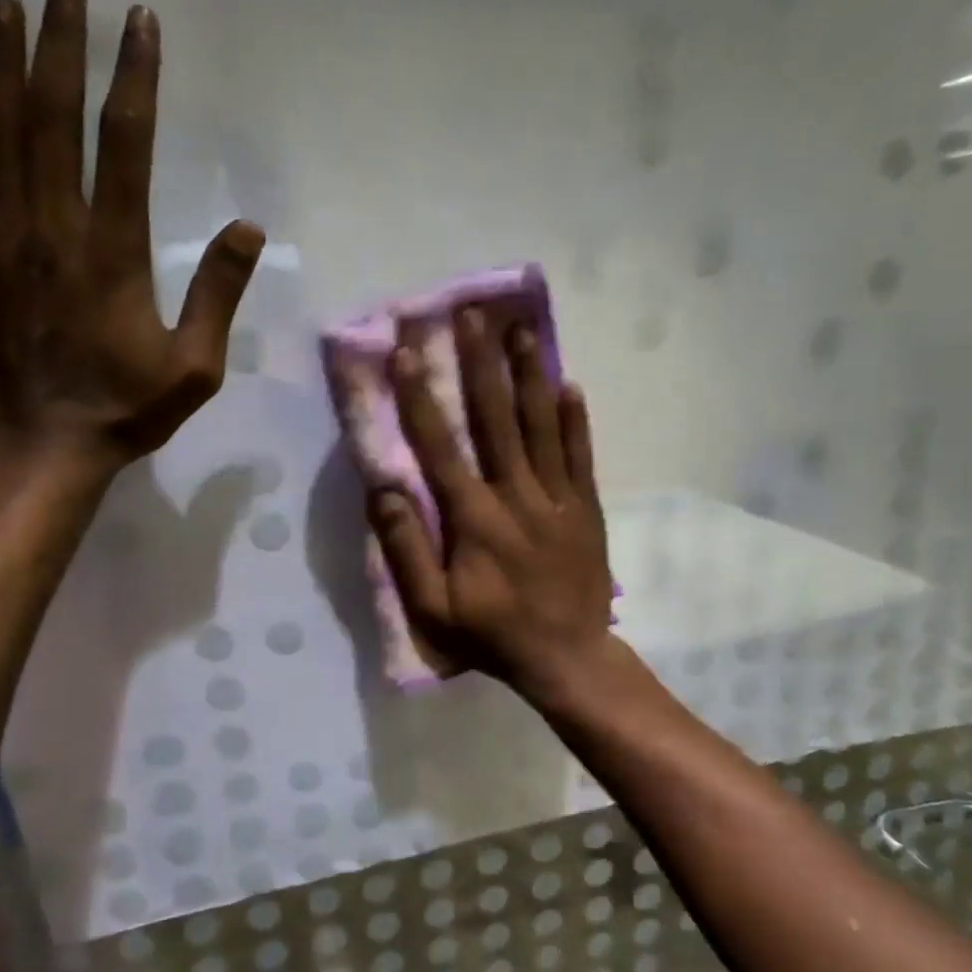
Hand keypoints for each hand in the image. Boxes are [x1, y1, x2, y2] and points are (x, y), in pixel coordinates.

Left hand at [0, 0, 263, 468]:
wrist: (41, 447)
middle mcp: (52, 230)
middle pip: (52, 117)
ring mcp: (0, 241)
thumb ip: (218, 295)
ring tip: (4, 6)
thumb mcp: (194, 367)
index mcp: (114, 255)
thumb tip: (248, 230)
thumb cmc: (126, 411)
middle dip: (60, 44)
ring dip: (1, 63)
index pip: (125, 144)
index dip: (133, 76)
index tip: (139, 24)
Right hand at [372, 310, 615, 700]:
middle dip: (480, 365)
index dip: (421, 398)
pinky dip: (574, 420)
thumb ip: (407, 550)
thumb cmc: (492, 634)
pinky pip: (581, 456)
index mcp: (474, 519)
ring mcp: (557, 498)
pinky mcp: (586, 508)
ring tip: (521, 330)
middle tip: (472, 315)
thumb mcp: (435, 608)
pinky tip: (570, 384)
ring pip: (541, 427)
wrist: (566, 657)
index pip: (441, 447)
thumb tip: (385, 491)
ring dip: (529, 376)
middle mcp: (517, 496)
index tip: (407, 353)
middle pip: (495, 420)